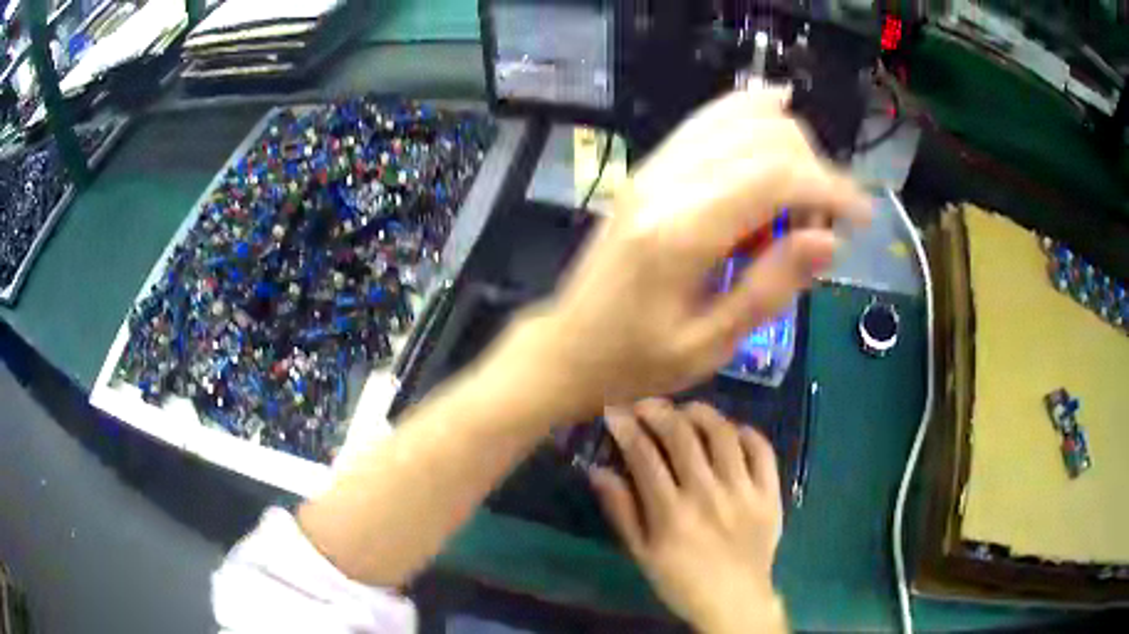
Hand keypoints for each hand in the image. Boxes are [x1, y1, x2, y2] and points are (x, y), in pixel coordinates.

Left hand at [518, 88, 868, 415]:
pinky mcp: (649, 168)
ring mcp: (652, 167)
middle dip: (812, 170)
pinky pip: (707, 121)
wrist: (568, 345)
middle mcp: (666, 182)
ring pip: (737, 117)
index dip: (830, 189)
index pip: (776, 177)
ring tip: (805, 192)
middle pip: (763, 138)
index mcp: (681, 232)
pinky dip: (749, 116)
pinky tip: (776, 115)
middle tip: (823, 224)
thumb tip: (829, 240)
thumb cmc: (635, 361)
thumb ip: (771, 286)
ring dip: (787, 144)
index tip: (863, 216)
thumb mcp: (710, 344)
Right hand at [590, 400, 785, 633]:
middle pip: (682, 436)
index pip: (644, 455)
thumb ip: (621, 511)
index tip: (615, 411)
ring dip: (701, 414)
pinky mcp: (770, 493)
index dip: (626, 427)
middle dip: (659, 411)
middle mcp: (708, 494)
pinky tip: (732, 431)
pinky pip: (762, 450)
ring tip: (687, 411)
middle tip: (646, 404)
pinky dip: (746, 432)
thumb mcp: (641, 554)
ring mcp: (744, 491)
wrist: (735, 600)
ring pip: (722, 434)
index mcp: (671, 513)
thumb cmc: (681, 580)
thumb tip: (598, 470)